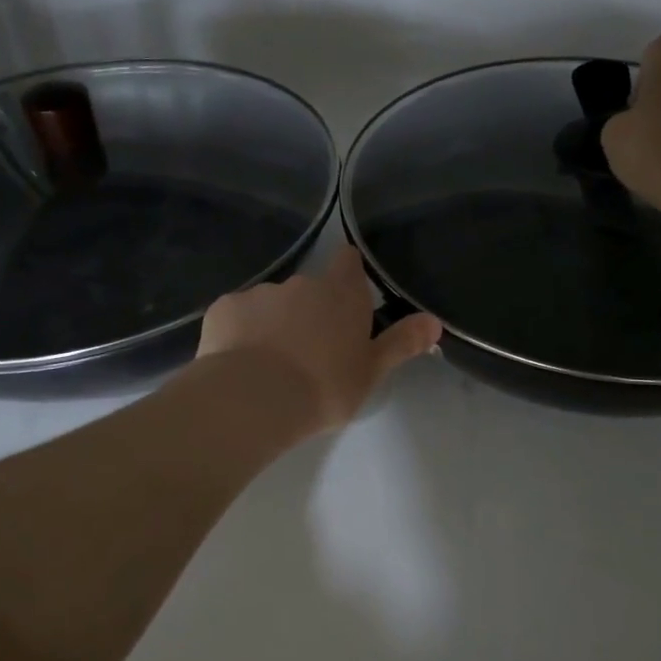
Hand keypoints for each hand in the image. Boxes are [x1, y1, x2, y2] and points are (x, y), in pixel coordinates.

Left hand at [198, 246, 441, 435]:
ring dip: (275, 323)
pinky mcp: (225, 308)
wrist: (254, 399)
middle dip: (311, 311)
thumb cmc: (324, 386)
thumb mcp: (371, 371)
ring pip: (272, 304)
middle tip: (312, 350)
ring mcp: (260, 293)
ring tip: (271, 363)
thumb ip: (402, 342)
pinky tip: (240, 362)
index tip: (347, 293)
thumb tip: (435, 321)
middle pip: (310, 288)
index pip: (348, 262)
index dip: (349, 272)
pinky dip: (241, 332)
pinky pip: (238, 316)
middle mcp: (302, 284)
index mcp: (341, 295)